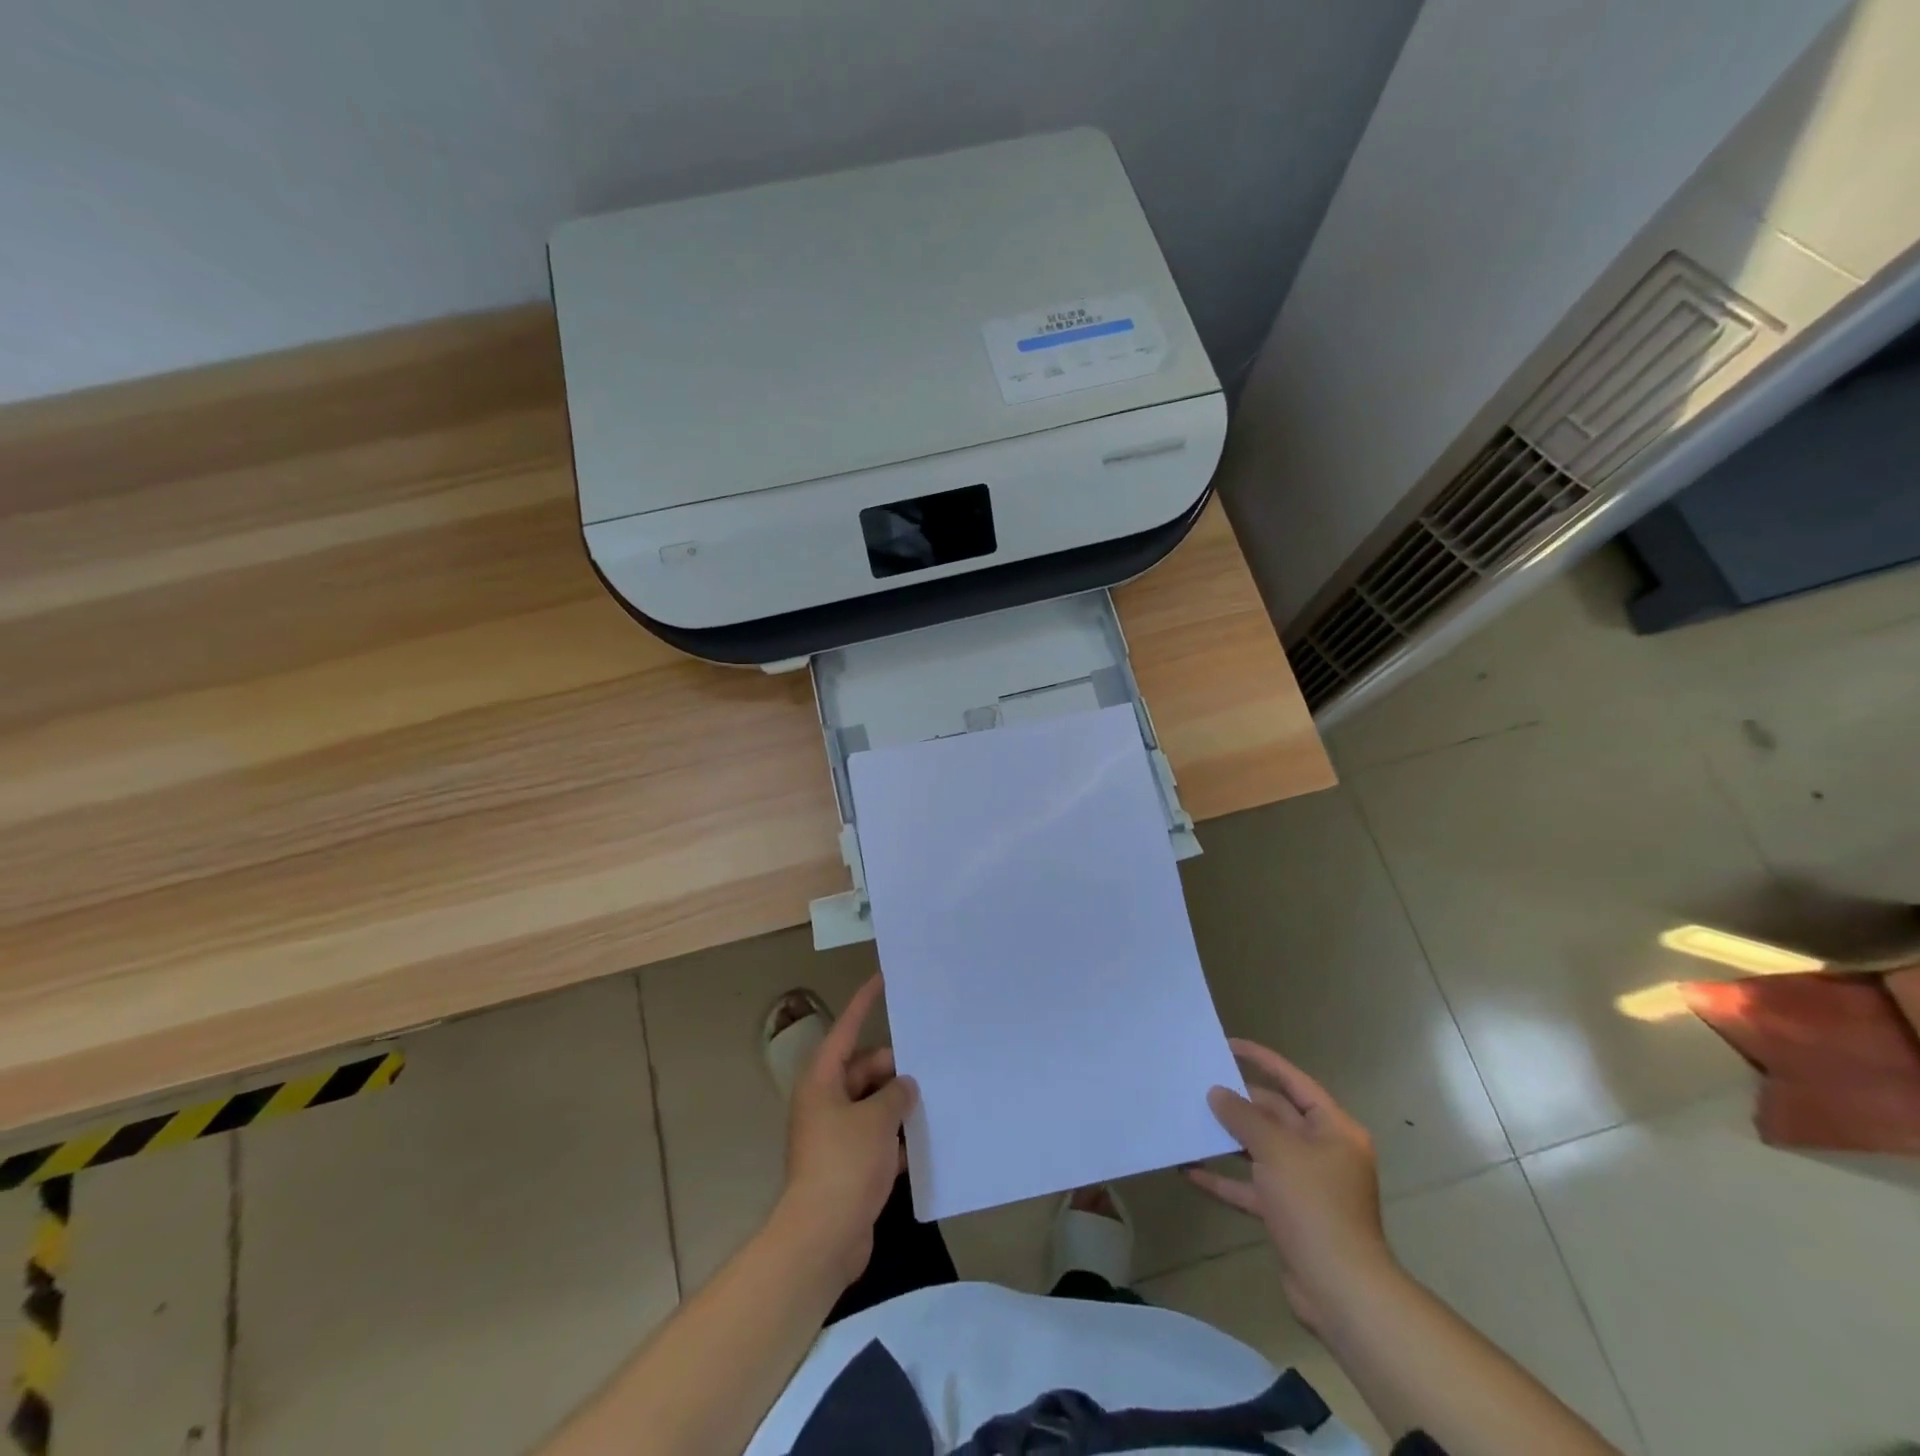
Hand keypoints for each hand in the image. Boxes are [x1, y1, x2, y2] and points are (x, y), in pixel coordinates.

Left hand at [775, 974, 916, 1287]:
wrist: (822, 1239)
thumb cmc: (844, 1166)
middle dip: (893, 1068)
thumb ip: (896, 1094)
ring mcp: (835, 1135)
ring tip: (936, 1099)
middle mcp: (825, 1102)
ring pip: (872, 1104)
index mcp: (822, 1082)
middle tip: (930, 1068)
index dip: (864, 1004)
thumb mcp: (876, 1120)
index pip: (846, 1031)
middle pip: (863, 1069)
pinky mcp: (847, 1166)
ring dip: (898, 1104)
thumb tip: (905, 1086)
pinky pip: (876, 1137)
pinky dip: (896, 1137)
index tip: (882, 980)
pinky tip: (925, 1142)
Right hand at [1187, 1038, 1394, 1330]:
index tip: (1229, 1045)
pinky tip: (1191, 1171)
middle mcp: (1323, 1152)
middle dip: (1239, 1104)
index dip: (1263, 1060)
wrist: (1340, 1290)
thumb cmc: (1314, 1205)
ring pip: (1261, 1151)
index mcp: (1333, 1129)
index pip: (1295, 1082)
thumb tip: (1218, 1093)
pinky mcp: (1289, 1215)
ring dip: (1228, 1141)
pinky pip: (1252, 1187)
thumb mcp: (1276, 1150)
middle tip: (1200, 1087)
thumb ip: (1244, 1117)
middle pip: (1276, 1115)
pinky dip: (1226, 1179)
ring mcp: (1306, 1185)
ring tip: (1192, 1122)